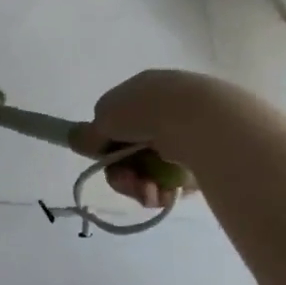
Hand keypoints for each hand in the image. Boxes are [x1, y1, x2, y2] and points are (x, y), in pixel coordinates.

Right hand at [75, 69, 205, 207]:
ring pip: (153, 166)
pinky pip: (178, 176)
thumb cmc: (147, 111)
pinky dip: (167, 189)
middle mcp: (166, 106)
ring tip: (150, 195)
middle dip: (124, 173)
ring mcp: (189, 129)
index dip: (107, 144)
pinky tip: (167, 194)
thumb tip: (77, 139)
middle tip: (128, 185)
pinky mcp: (209, 153)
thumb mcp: (105, 117)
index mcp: (143, 89)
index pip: (117, 120)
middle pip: (133, 148)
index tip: (104, 160)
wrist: (202, 121)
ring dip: (142, 186)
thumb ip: (89, 133)